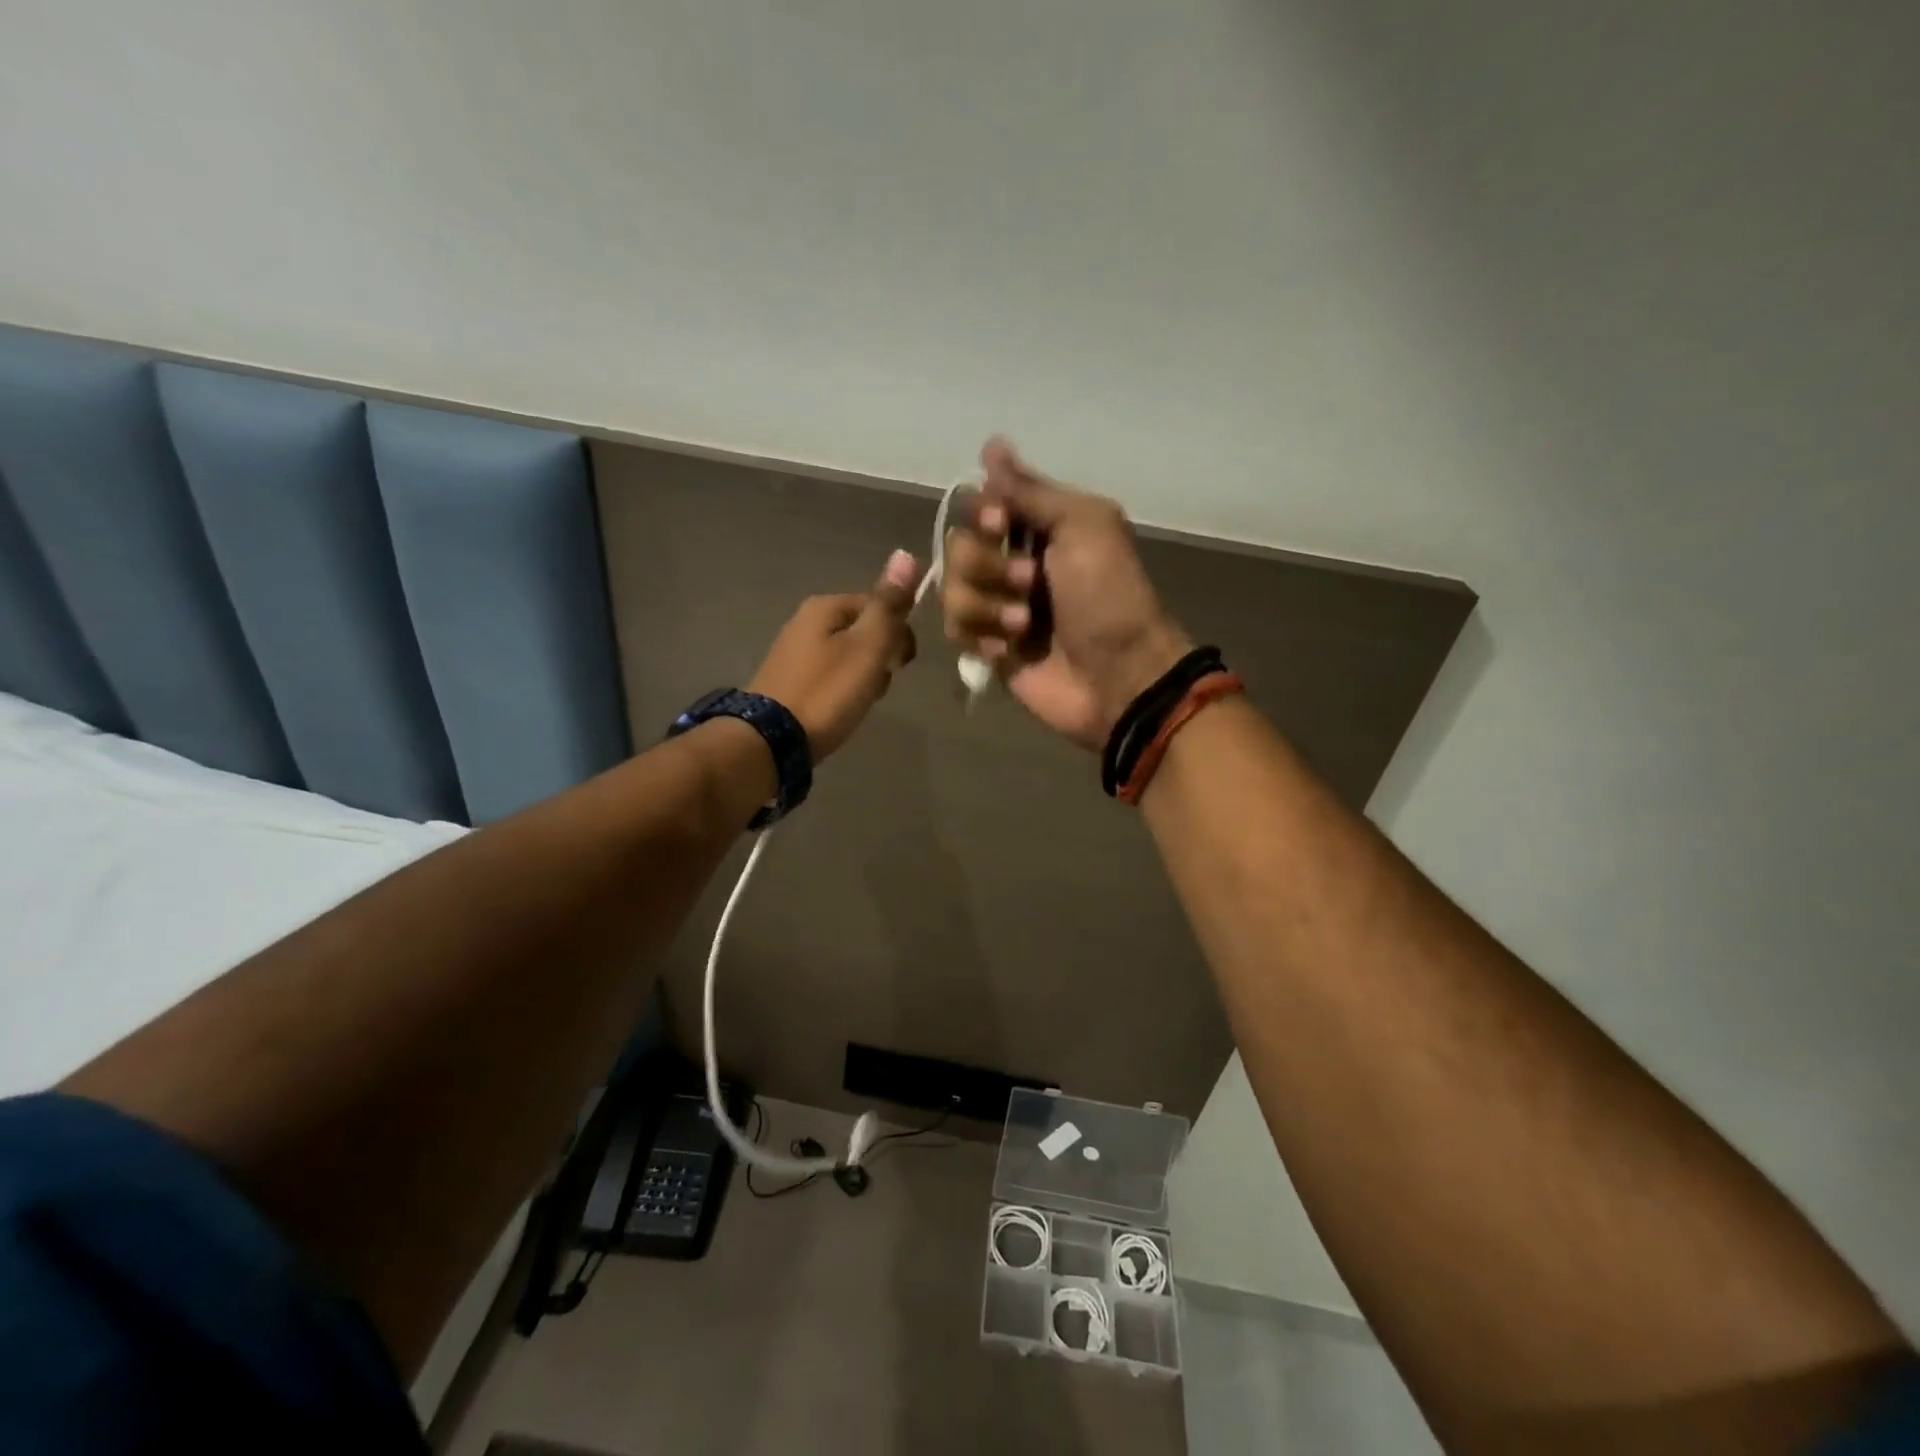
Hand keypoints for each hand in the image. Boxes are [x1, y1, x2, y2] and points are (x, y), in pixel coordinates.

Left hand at [748, 549, 923, 759]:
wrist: (772, 740)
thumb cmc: (828, 691)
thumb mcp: (868, 646)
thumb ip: (889, 605)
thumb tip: (906, 554)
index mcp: (825, 606)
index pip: (880, 605)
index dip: (900, 633)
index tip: (904, 664)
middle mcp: (806, 620)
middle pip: (863, 630)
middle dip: (880, 656)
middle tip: (878, 685)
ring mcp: (794, 651)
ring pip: (848, 654)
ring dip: (864, 676)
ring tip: (860, 701)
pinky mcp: (789, 680)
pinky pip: (830, 674)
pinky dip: (842, 689)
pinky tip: (841, 709)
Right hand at [943, 438, 1191, 750]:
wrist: (1119, 675)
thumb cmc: (1107, 595)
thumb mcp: (1082, 525)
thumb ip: (1031, 490)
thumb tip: (991, 444)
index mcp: (1039, 528)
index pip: (981, 502)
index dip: (982, 512)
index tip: (1000, 522)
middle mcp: (1013, 562)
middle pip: (958, 545)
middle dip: (987, 564)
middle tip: (1030, 583)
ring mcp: (999, 608)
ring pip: (951, 590)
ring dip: (987, 606)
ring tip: (1025, 626)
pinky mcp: (990, 649)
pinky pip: (956, 631)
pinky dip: (982, 637)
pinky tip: (1010, 651)